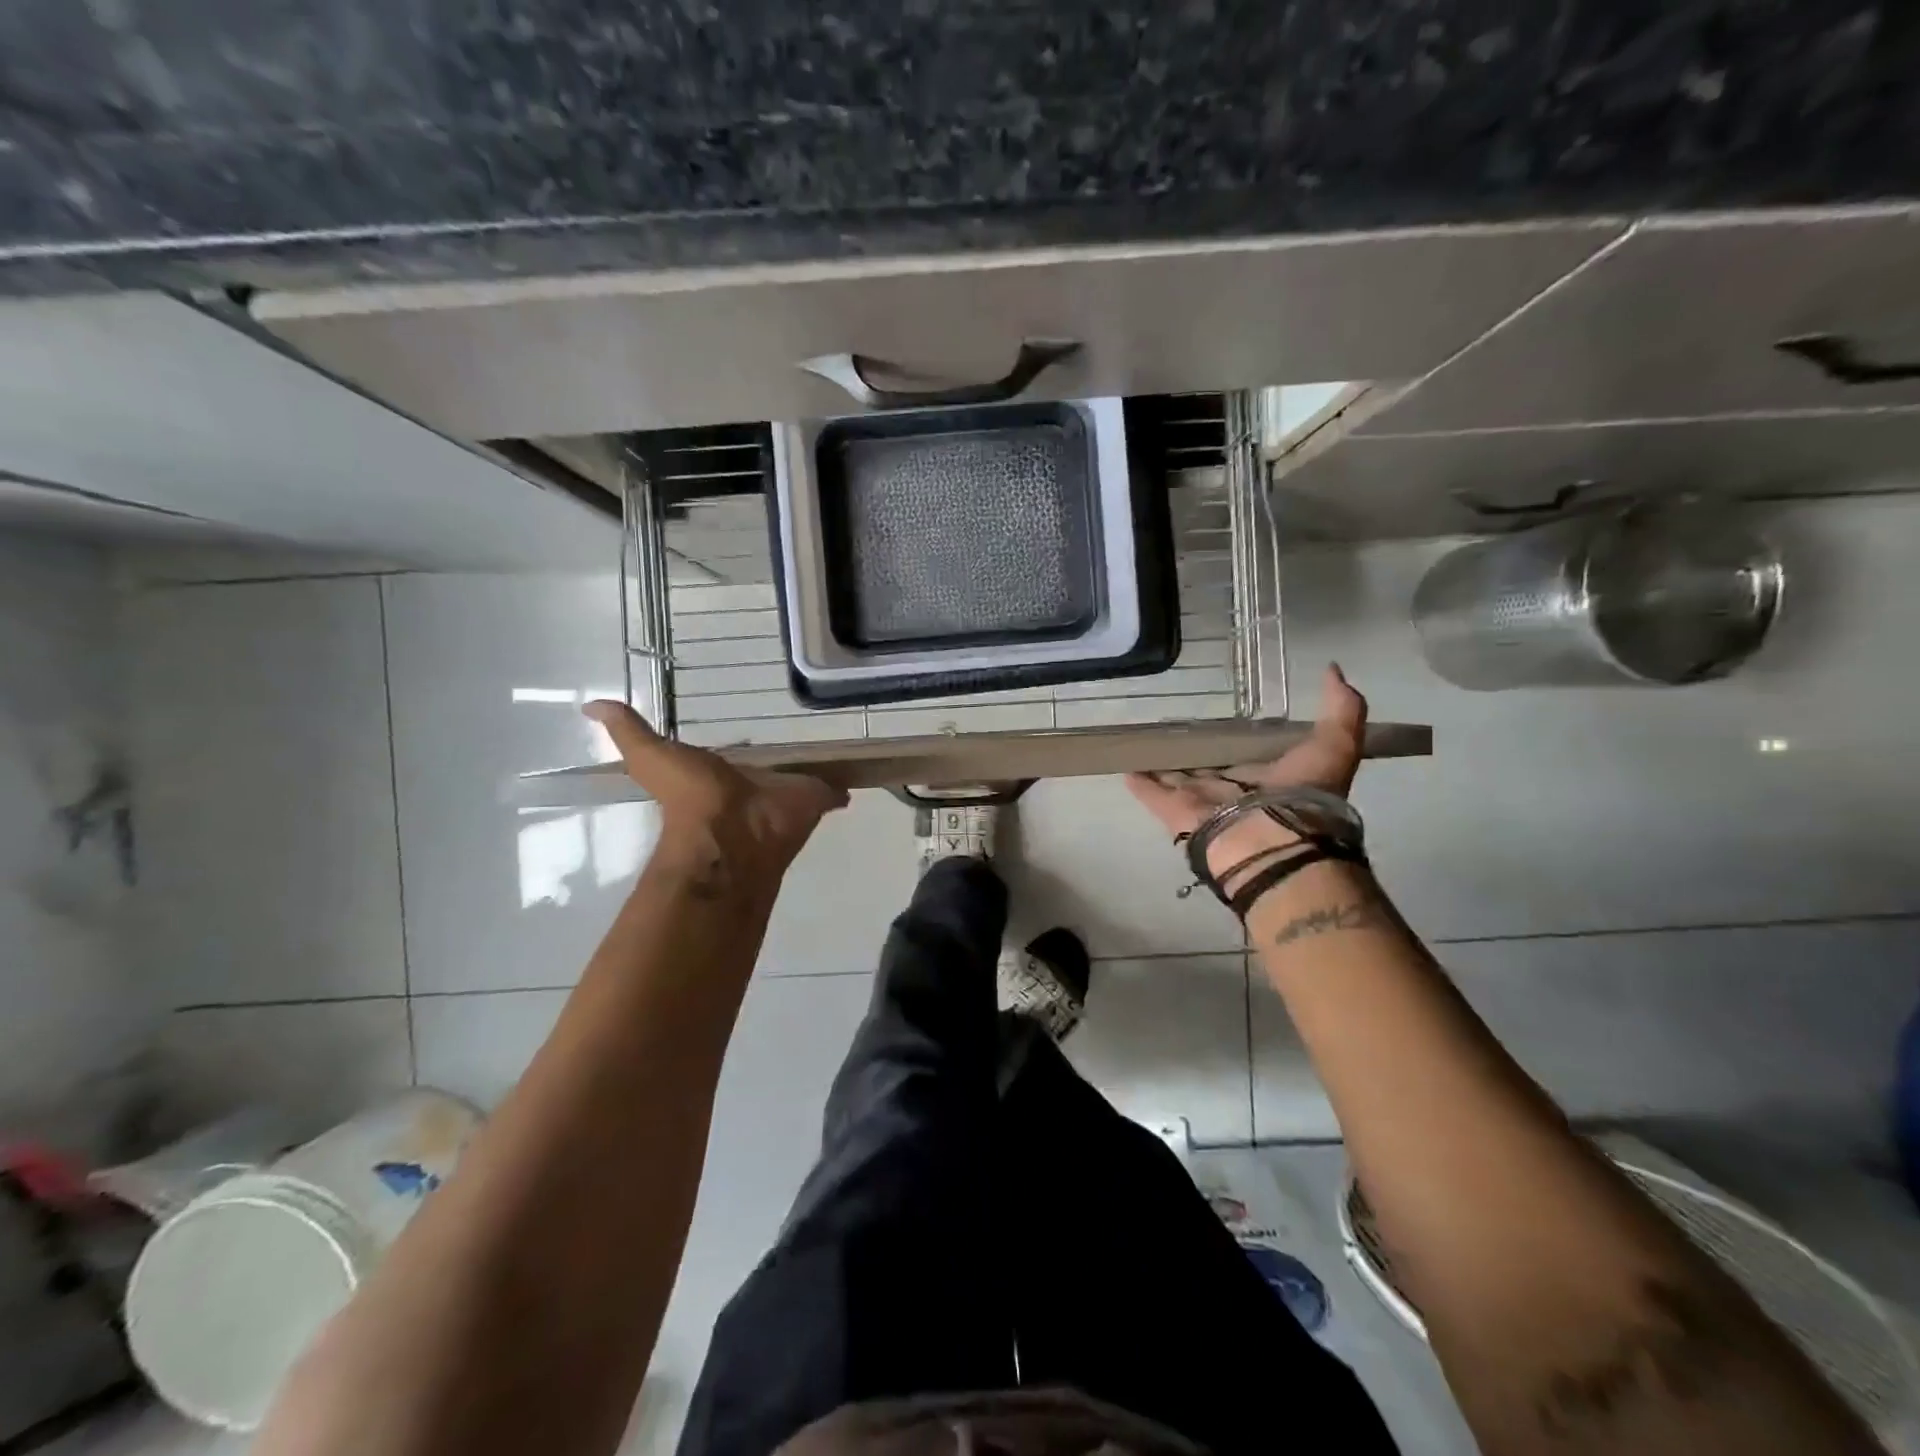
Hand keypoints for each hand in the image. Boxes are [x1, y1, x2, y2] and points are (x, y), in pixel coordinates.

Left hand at [584, 701, 847, 888]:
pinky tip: (857, 774)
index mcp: (726, 773)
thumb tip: (589, 705)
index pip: (739, 756)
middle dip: (787, 758)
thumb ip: (629, 733)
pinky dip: (844, 785)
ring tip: (838, 745)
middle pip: (774, 767)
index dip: (745, 747)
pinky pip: (835, 789)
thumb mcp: (651, 756)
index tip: (759, 725)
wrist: (732, 834)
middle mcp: (757, 783)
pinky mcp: (818, 799)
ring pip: (805, 776)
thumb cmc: (692, 796)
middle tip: (809, 732)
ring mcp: (789, 794)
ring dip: (816, 768)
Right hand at [1124, 664, 1366, 890]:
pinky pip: (1150, 792)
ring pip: (1176, 776)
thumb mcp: (1336, 744)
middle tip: (1172, 726)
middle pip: (1206, 766)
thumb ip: (1342, 708)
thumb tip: (1334, 669)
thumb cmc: (1304, 797)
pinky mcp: (1173, 811)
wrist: (1274, 843)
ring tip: (1142, 739)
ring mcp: (1200, 801)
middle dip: (1192, 751)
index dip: (1235, 738)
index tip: (1221, 719)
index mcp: (1266, 779)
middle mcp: (1231, 790)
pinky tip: (1123, 763)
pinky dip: (1137, 779)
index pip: (1246, 754)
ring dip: (1161, 762)